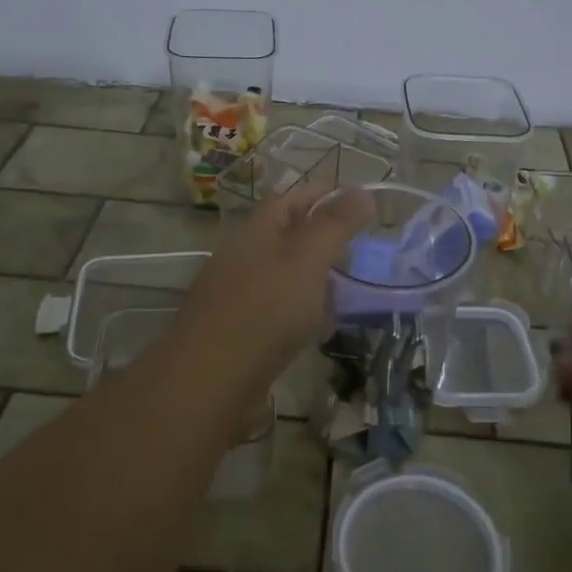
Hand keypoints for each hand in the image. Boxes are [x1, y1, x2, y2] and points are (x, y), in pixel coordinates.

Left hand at [172, 186, 373, 385]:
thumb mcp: (307, 261)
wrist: (209, 380)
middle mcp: (241, 257)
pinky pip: (274, 307)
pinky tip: (318, 326)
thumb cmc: (265, 311)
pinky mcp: (236, 330)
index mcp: (255, 232)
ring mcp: (234, 294)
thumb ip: (334, 226)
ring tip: (344, 286)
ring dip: (310, 273)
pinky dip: (299, 308)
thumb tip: (362, 192)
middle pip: (282, 235)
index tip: (355, 200)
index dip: (320, 194)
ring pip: (279, 273)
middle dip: (318, 234)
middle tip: (356, 245)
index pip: (287, 198)